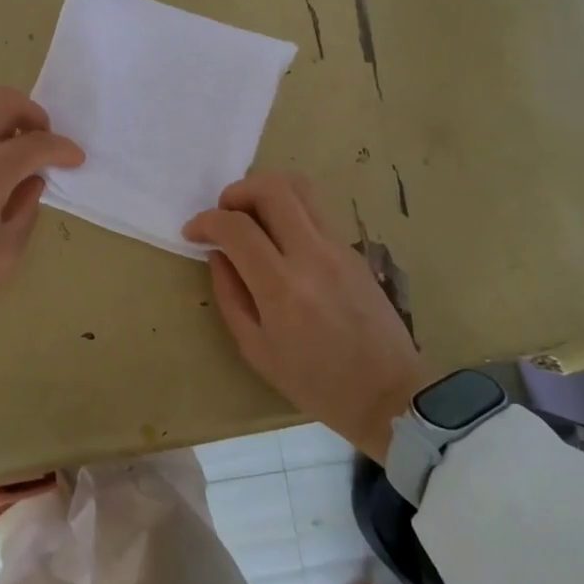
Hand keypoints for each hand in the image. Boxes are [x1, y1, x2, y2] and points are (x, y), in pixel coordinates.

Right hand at [183, 172, 427, 458]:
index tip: (193, 233)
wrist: (390, 395)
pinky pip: (314, 212)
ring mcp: (338, 247)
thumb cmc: (316, 383)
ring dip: (264, 192)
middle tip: (224, 215)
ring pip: (299, 188)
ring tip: (251, 218)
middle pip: (272, 188)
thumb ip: (230, 295)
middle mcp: (312, 255)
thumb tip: (218, 255)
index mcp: (282, 287)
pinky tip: (279, 243)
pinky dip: (287, 212)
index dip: (206, 221)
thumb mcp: (256, 349)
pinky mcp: (353, 250)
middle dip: (236, 191)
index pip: (236, 227)